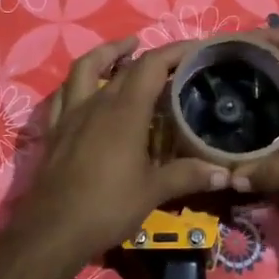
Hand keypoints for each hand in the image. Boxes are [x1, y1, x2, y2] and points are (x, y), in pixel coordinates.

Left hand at [20, 37, 230, 265]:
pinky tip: (88, 87)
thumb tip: (224, 171)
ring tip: (125, 50)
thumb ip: (188, 175)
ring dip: (106, 53)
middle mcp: (97, 103)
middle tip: (172, 59)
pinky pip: (64, 94)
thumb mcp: (153, 192)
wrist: (53, 231)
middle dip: (150, 55)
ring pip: (86, 68)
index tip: (195, 47)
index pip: (152, 66)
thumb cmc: (107, 207)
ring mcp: (71, 114)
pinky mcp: (55, 130)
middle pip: (124, 66)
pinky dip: (78, 82)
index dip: (174, 51)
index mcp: (125, 111)